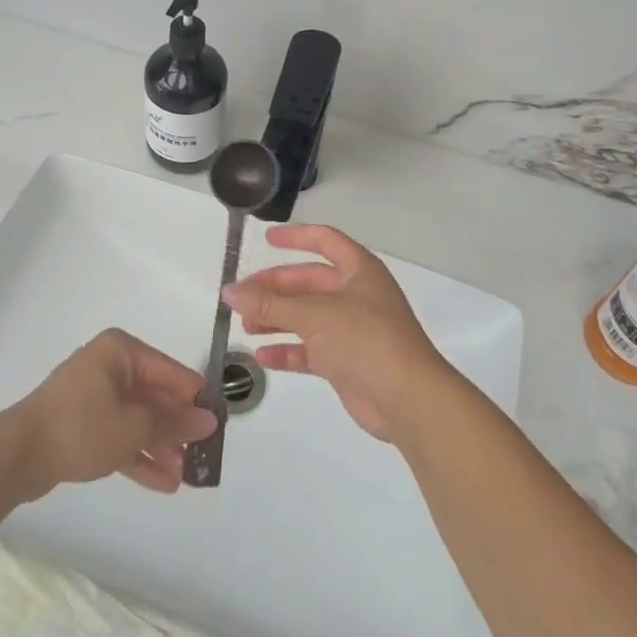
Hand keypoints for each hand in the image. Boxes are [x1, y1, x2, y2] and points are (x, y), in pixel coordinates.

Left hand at [11, 329, 219, 496]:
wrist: (17, 456)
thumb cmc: (82, 426)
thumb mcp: (135, 426)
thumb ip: (174, 423)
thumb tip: (209, 421)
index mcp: (121, 352)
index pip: (170, 372)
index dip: (195, 398)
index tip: (218, 423)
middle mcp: (109, 367)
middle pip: (154, 397)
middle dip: (177, 428)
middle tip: (202, 454)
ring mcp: (94, 396)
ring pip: (138, 420)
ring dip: (161, 446)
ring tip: (186, 476)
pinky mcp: (83, 425)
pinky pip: (119, 436)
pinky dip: (139, 455)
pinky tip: (164, 483)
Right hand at [223, 224, 453, 441]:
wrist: (407, 399)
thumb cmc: (365, 339)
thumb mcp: (314, 315)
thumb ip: (270, 304)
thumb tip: (229, 291)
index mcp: (359, 270)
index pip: (325, 241)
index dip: (296, 237)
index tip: (265, 239)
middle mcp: (356, 295)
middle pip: (309, 282)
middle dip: (276, 288)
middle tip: (241, 296)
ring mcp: (352, 330)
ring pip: (307, 317)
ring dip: (277, 318)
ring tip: (245, 324)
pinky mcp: (346, 362)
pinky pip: (310, 351)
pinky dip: (288, 351)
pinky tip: (261, 356)